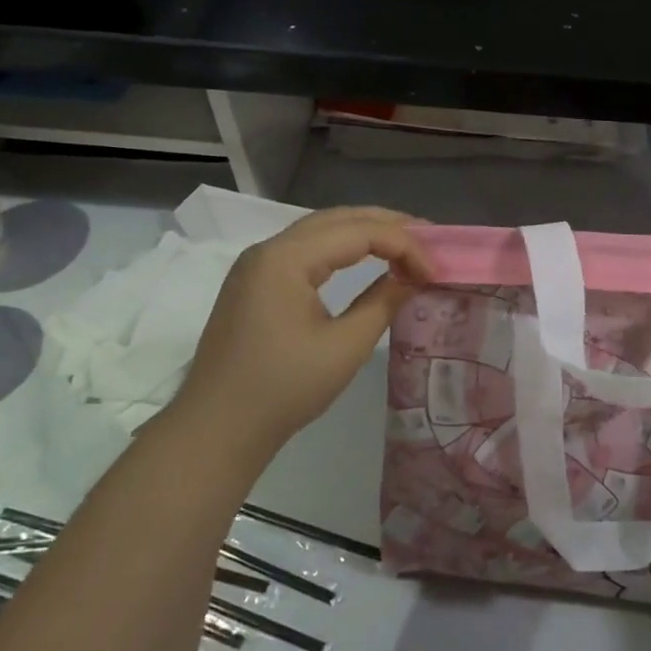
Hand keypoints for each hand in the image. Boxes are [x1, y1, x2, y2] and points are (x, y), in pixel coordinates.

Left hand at [180, 206, 432, 448]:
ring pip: (321, 230)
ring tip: (405, 245)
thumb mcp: (344, 347)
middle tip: (430, 240)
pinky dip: (341, 248)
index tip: (436, 271)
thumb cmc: (282, 390)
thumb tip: (414, 277)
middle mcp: (269, 249)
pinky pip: (305, 249)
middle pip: (339, 218)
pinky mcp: (254, 282)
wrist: (214, 431)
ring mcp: (257, 264)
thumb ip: (384, 301)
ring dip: (365, 232)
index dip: (404, 245)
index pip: (359, 231)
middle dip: (388, 225)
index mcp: (286, 258)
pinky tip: (364, 258)